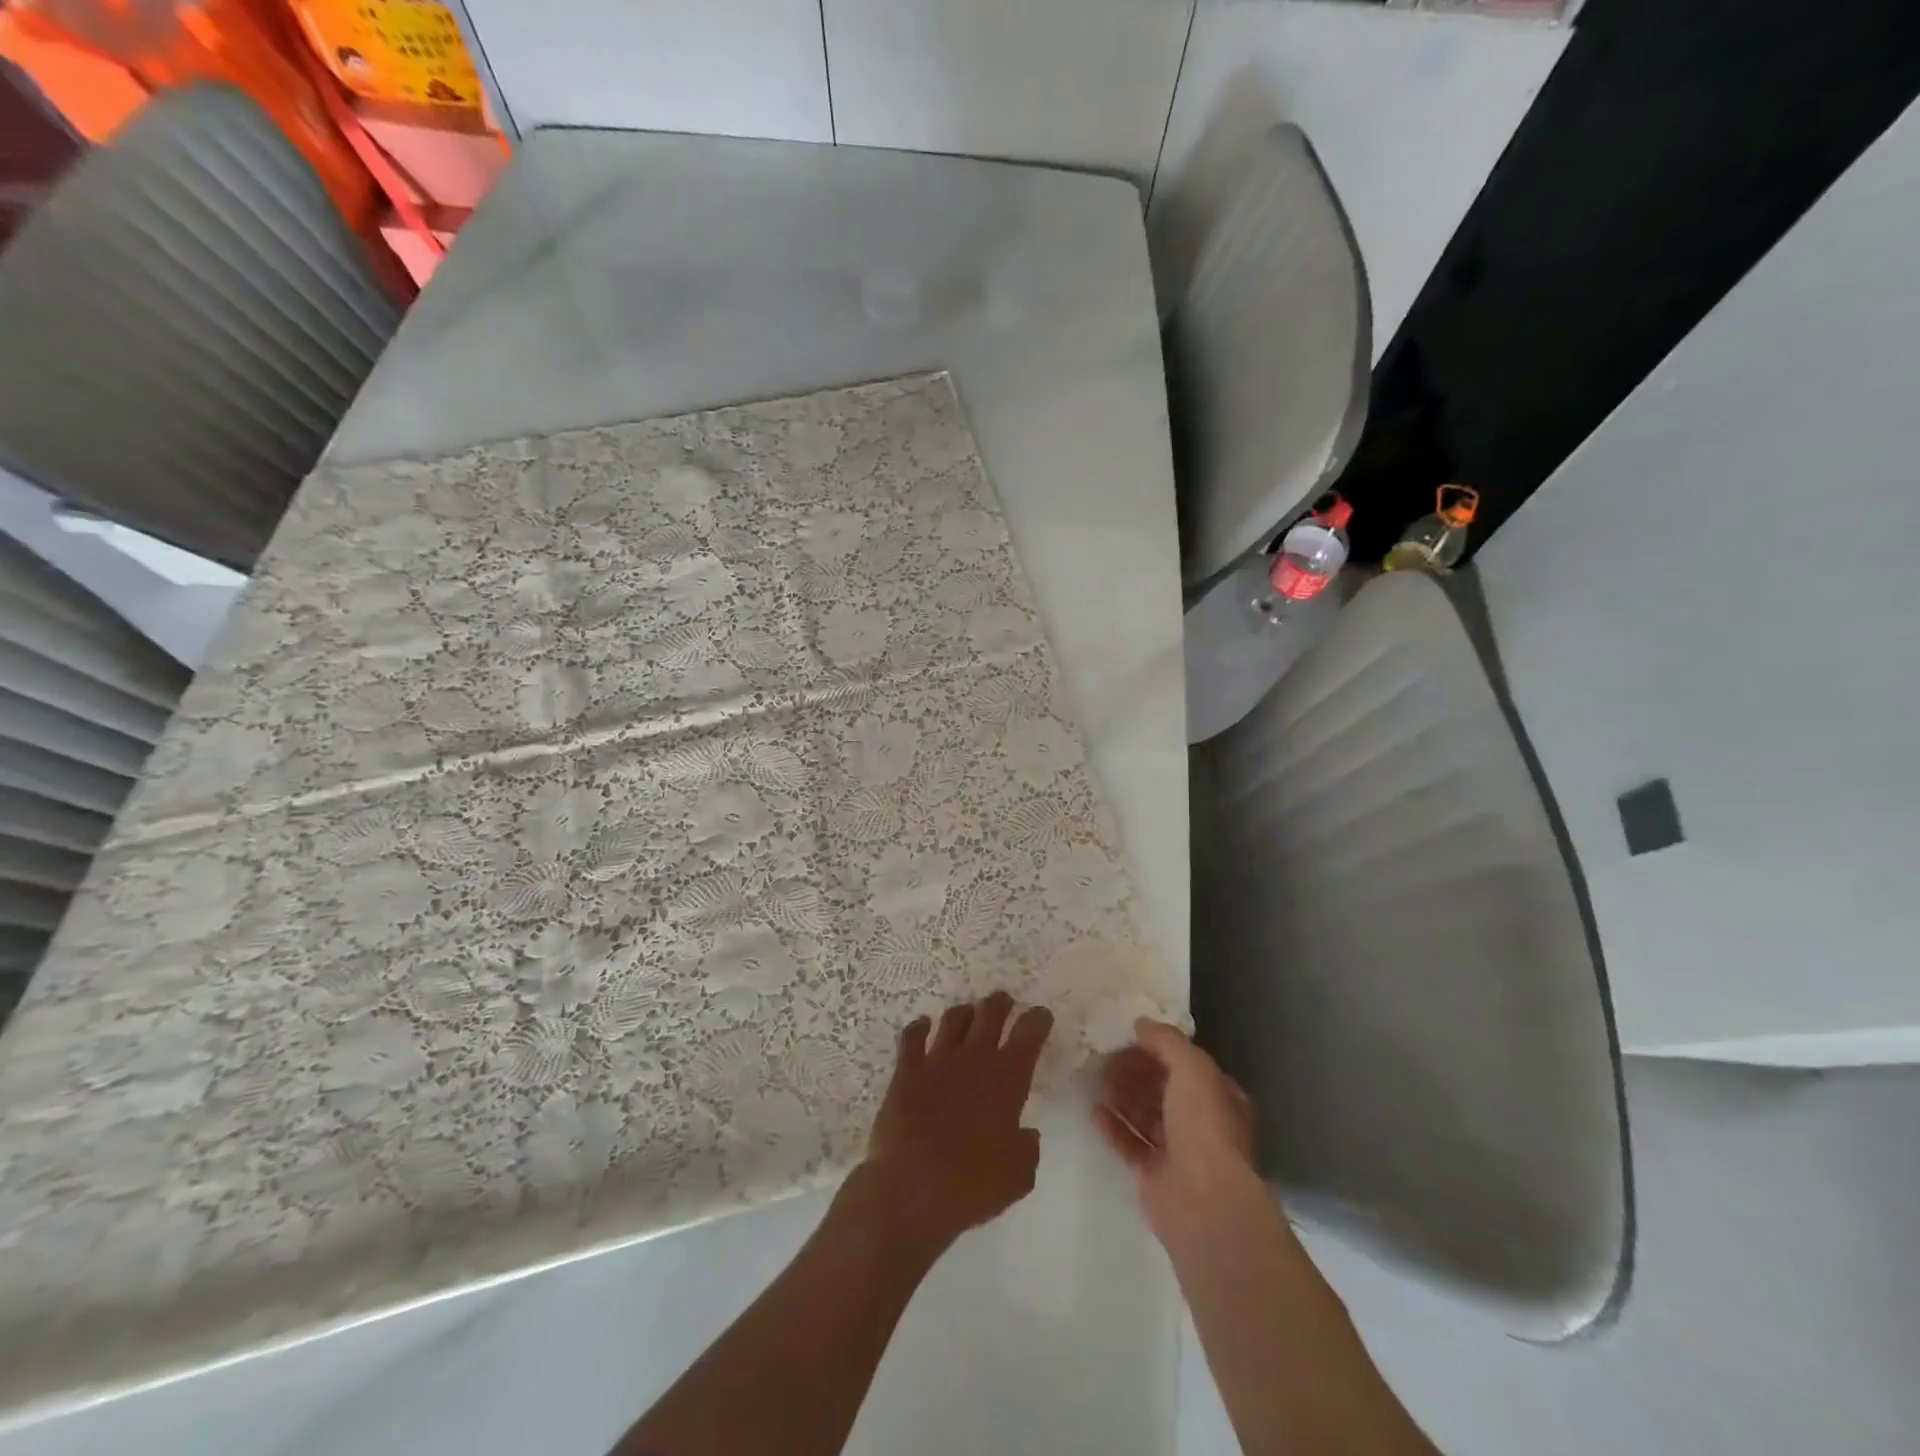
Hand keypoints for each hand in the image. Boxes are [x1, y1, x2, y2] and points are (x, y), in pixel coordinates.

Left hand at [859, 992, 1053, 1253]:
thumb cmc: (973, 1183)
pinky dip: (919, 1027)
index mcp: (1008, 1078)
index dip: (1037, 1020)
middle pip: (990, 1014)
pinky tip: (922, 1026)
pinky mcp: (906, 1071)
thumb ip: (1027, 1148)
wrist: (913, 1185)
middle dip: (999, 1004)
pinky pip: (912, 1037)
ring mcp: (937, 1060)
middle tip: (1003, 1001)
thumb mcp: (1019, 1175)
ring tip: (968, 1012)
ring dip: (964, 1013)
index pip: (1029, 1034)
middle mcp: (974, 1058)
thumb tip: (1025, 1134)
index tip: (1041, 1016)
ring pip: (954, 1020)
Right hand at [1093, 1018, 1258, 1242]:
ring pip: (1145, 1116)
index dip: (1157, 1049)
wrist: (1204, 1201)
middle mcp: (1201, 1123)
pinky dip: (1114, 1127)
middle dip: (1135, 1072)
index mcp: (1218, 1097)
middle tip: (1105, 1057)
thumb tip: (1141, 1024)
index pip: (1185, 1065)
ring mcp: (1178, 1151)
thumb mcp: (1191, 1068)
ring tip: (1096, 1079)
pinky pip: (1130, 1144)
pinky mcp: (1154, 1176)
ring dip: (1122, 1096)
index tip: (1127, 1037)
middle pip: (1163, 1089)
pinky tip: (1095, 1111)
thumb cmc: (1204, 1126)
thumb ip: (1166, 1041)